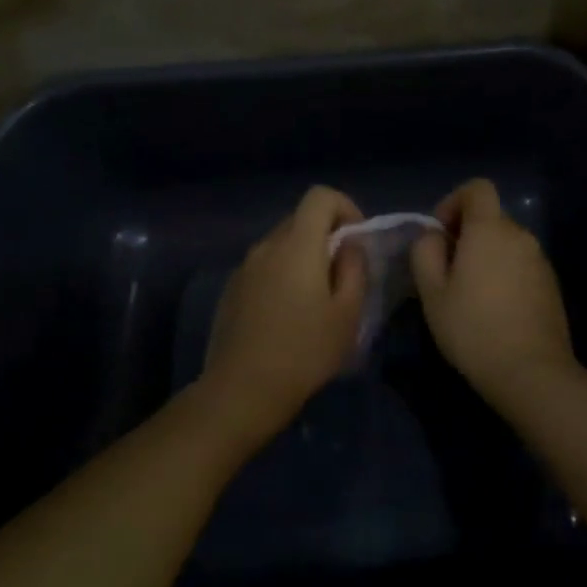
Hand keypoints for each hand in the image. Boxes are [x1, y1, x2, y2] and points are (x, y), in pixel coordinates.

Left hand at [199, 186, 366, 450]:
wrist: (242, 391)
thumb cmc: (305, 351)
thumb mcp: (348, 313)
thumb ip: (354, 268)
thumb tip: (349, 246)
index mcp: (298, 245)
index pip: (320, 196)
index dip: (345, 207)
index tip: (356, 240)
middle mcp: (267, 246)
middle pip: (300, 219)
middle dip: (325, 235)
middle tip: (341, 274)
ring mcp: (244, 267)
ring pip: (281, 244)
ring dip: (302, 257)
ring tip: (315, 299)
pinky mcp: (230, 290)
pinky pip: (263, 267)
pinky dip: (281, 275)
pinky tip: (286, 315)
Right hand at [410, 179, 577, 401]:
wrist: (531, 371)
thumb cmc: (473, 328)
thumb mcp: (432, 292)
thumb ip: (425, 252)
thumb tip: (433, 236)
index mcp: (490, 229)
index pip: (478, 188)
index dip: (454, 201)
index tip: (441, 234)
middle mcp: (520, 235)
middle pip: (491, 217)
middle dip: (467, 234)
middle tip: (447, 271)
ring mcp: (540, 259)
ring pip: (506, 243)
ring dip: (486, 256)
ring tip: (469, 294)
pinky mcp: (551, 284)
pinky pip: (521, 264)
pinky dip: (505, 273)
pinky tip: (494, 309)